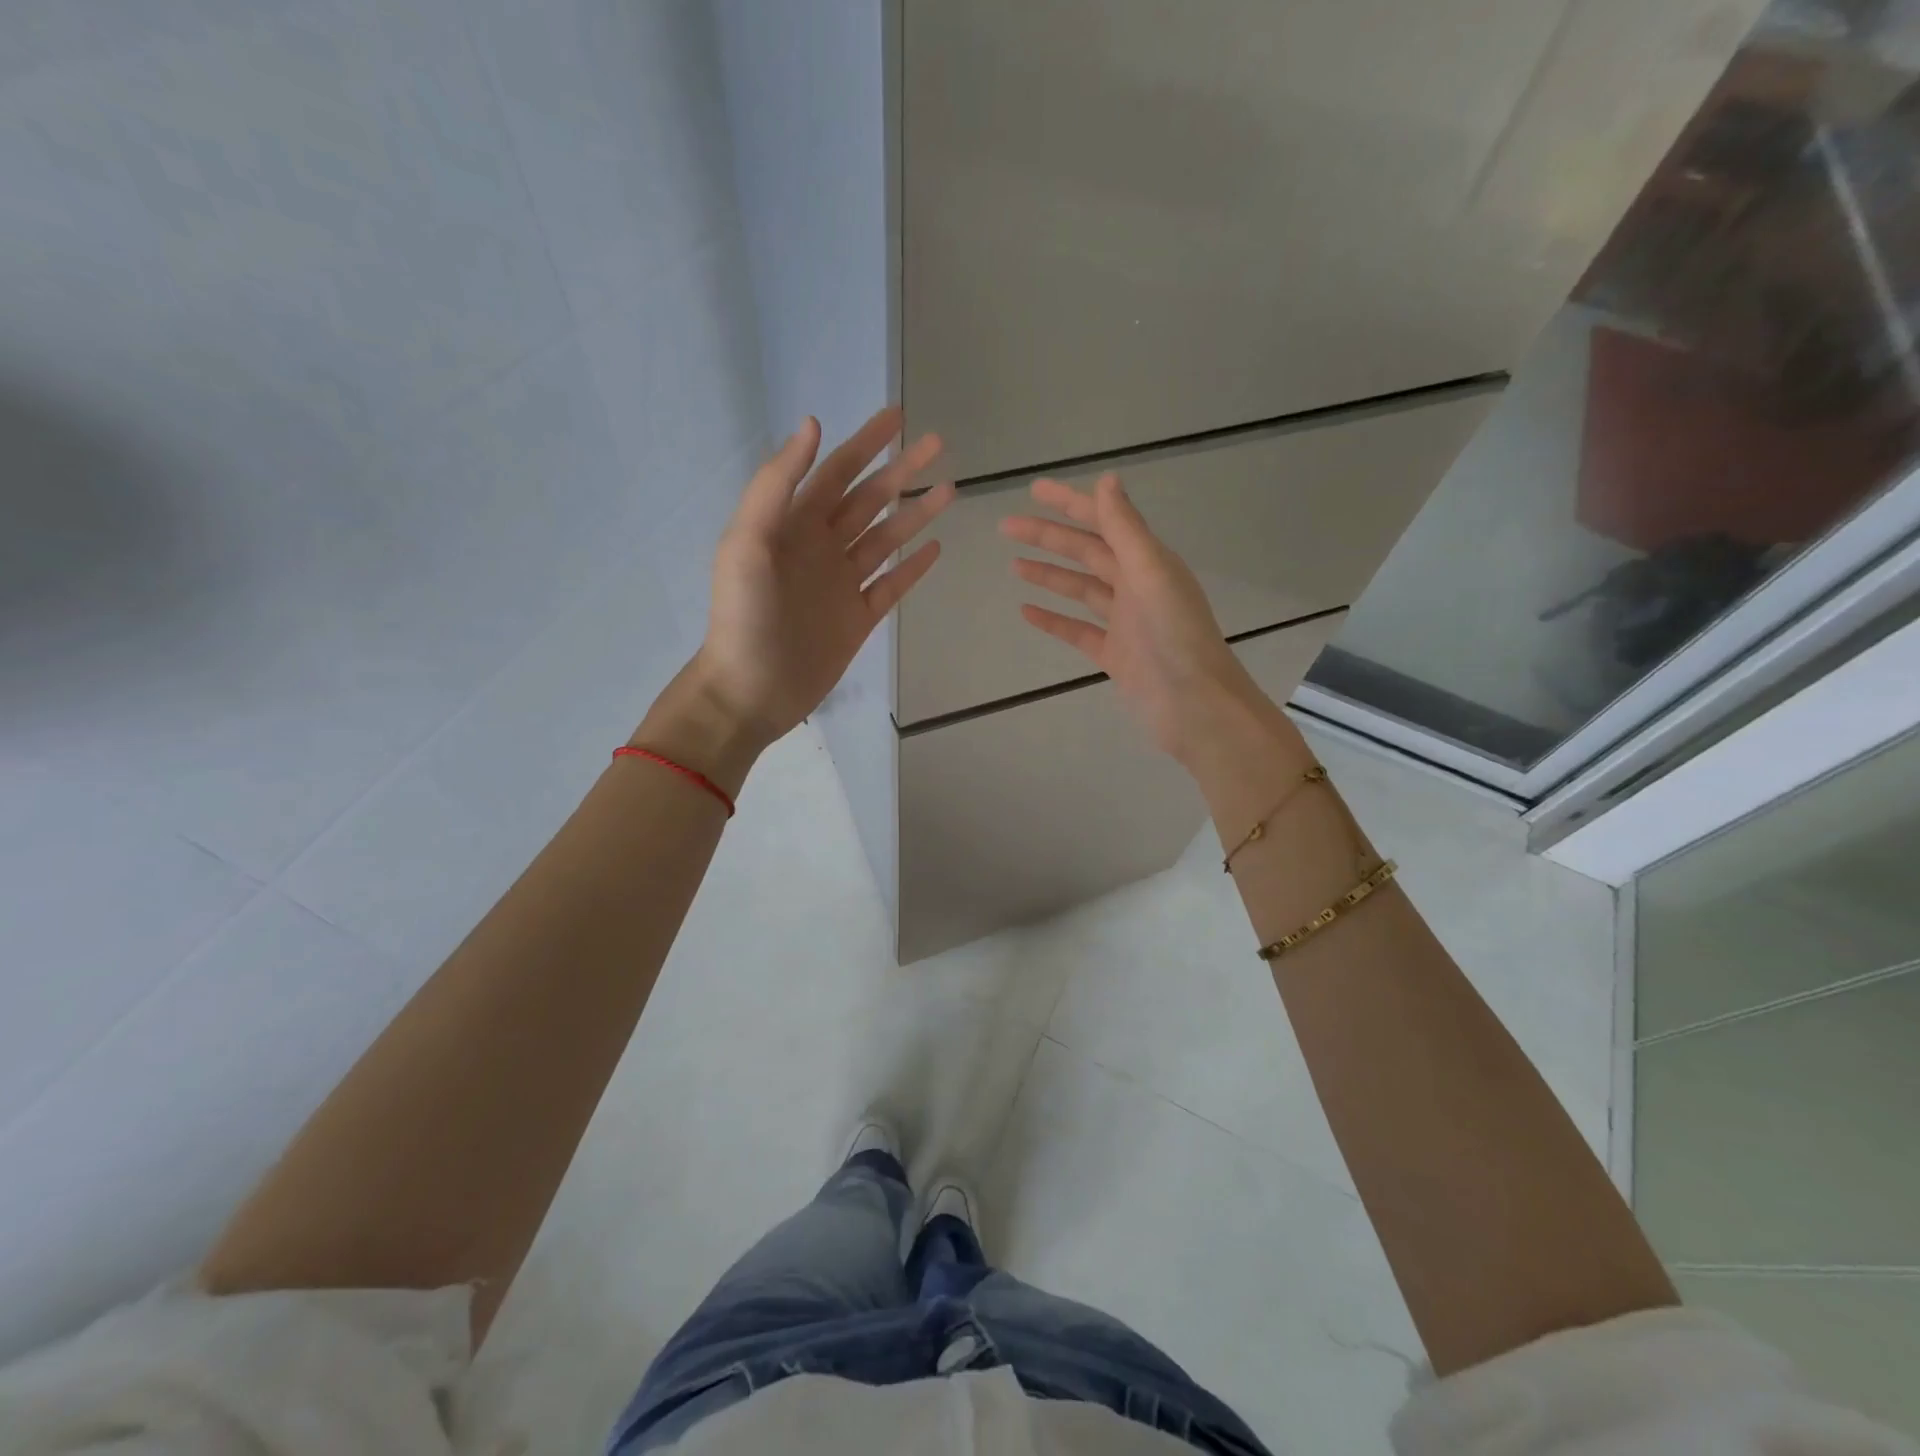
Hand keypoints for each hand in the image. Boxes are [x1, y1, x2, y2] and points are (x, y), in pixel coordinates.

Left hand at [691, 407, 952, 748]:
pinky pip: (891, 585)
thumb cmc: (744, 616)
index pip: (835, 473)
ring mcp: (842, 584)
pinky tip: (935, 548)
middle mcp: (820, 548)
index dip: (866, 444)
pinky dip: (912, 567)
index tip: (898, 418)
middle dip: (901, 471)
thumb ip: (777, 485)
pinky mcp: (858, 619)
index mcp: (792, 525)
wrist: (750, 690)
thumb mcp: (747, 543)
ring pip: (885, 539)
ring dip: (914, 513)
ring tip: (949, 490)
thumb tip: (812, 425)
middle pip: (868, 500)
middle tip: (939, 445)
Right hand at [1000, 474, 1277, 765]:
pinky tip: (1026, 612)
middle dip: (1048, 538)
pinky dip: (1054, 620)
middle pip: (1086, 553)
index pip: (1104, 521)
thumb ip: (1126, 528)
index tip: (1034, 490)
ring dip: (1049, 575)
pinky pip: (1077, 630)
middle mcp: (1137, 586)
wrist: (1194, 705)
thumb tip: (1106, 479)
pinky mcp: (1114, 654)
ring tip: (1013, 566)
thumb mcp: (1151, 573)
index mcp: (1148, 562)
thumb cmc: (1175, 635)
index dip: (1070, 504)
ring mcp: (1124, 622)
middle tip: (1006, 527)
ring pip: (1080, 589)